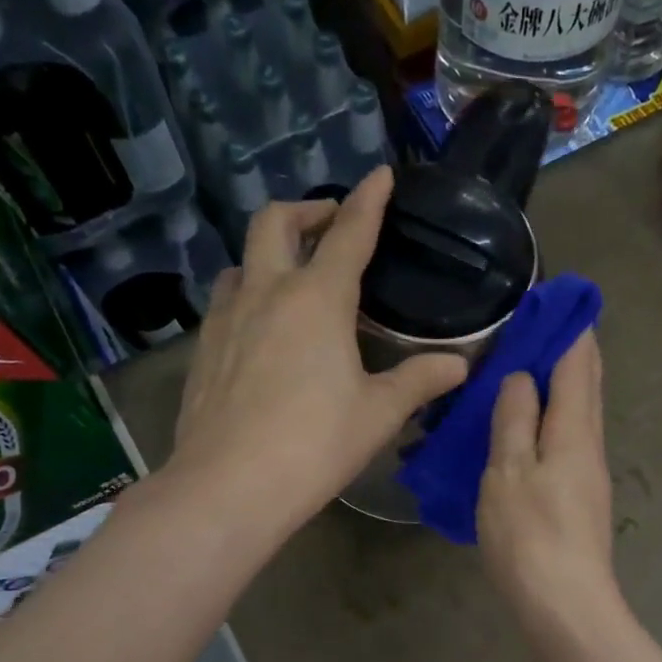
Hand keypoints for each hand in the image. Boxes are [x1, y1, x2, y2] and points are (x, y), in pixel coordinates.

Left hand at [170, 167, 466, 535]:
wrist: (228, 486)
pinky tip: (262, 330)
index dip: (368, 200)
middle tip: (331, 225)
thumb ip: (419, 381)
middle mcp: (267, 293)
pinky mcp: (202, 350)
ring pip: (243, 261)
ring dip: (270, 254)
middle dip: (307, 210)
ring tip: (294, 277)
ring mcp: (226, 319)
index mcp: (317, 300)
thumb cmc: (314, 445)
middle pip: (275, 223)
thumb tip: (459, 365)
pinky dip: (249, 295)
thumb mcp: (378, 414)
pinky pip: (226, 302)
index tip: (381, 175)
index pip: (349, 234)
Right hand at [477, 330, 617, 620]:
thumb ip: (514, 420)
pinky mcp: (581, 497)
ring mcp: (589, 473)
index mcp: (573, 430)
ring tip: (533, 364)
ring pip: (581, 412)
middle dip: (573, 349)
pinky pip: (571, 437)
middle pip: (587, 384)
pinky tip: (533, 422)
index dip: (568, 328)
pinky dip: (556, 414)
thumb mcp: (507, 472)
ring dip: (564, 382)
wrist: (565, 604)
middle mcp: (589, 444)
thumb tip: (521, 377)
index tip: (555, 297)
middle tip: (547, 322)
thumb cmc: (530, 535)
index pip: (577, 363)